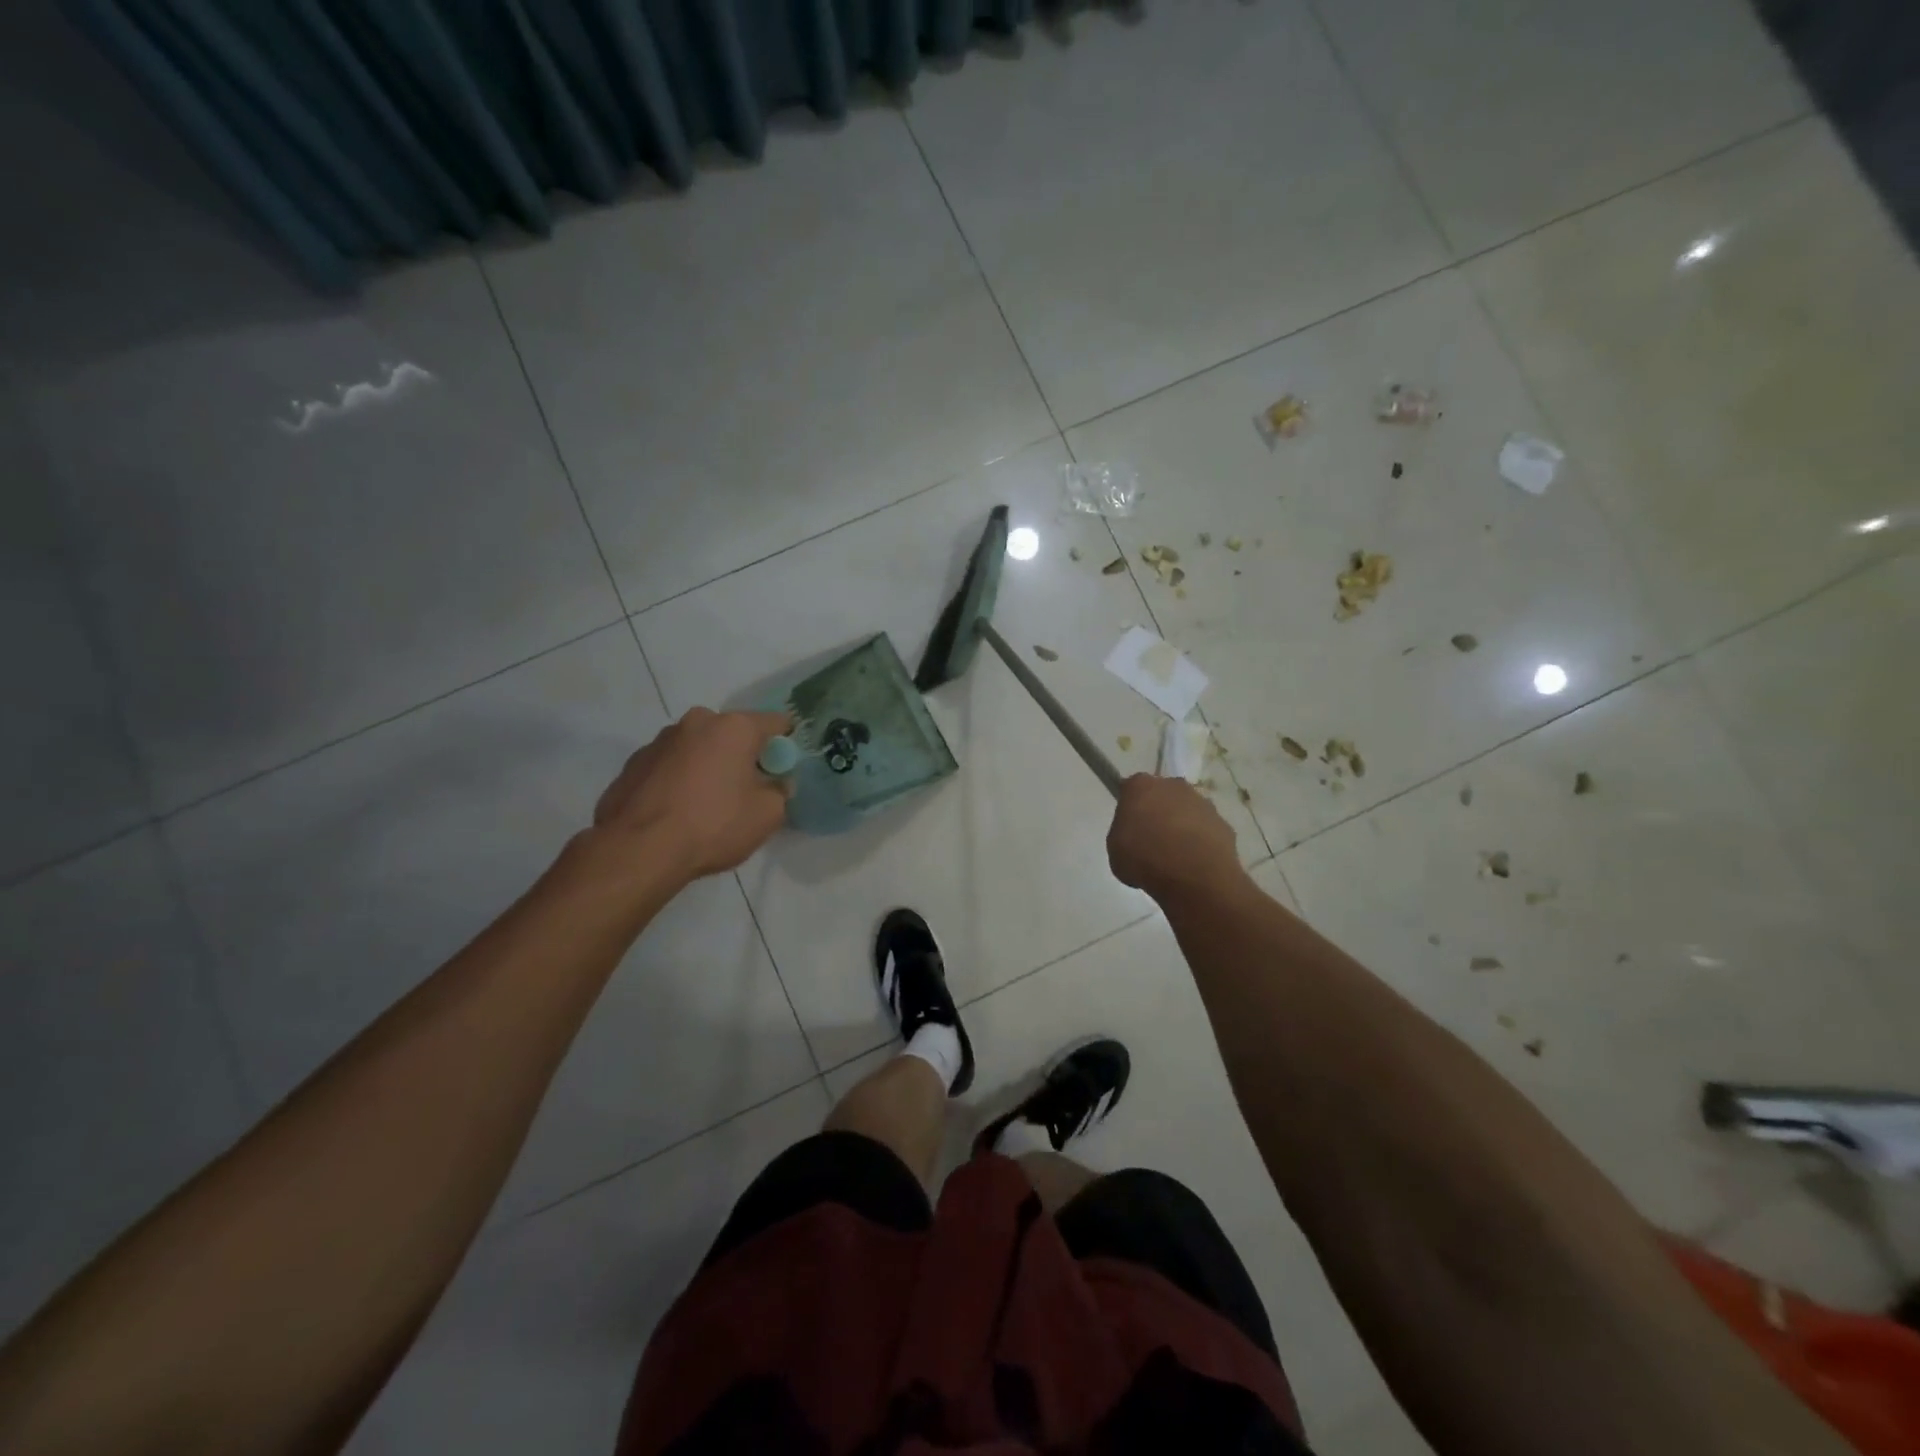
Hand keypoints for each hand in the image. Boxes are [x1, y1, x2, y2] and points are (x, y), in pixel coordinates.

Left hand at [593, 708, 792, 880]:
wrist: (638, 850)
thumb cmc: (713, 824)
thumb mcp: (768, 815)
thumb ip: (780, 791)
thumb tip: (776, 783)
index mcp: (734, 727)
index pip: (775, 722)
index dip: (785, 744)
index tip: (783, 768)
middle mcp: (696, 722)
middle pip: (732, 733)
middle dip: (742, 755)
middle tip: (745, 789)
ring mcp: (659, 741)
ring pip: (697, 748)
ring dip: (707, 766)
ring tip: (706, 804)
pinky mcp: (633, 763)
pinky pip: (669, 766)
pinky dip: (678, 780)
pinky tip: (677, 812)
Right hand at [1107, 774, 1240, 899]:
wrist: (1193, 876)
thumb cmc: (1144, 858)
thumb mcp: (1115, 850)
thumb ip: (1123, 835)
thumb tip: (1135, 838)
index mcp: (1141, 786)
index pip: (1131, 789)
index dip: (1130, 808)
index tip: (1128, 828)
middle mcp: (1173, 785)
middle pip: (1162, 795)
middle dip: (1158, 812)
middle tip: (1151, 841)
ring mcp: (1202, 803)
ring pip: (1187, 811)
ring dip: (1181, 827)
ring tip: (1176, 857)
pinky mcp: (1223, 823)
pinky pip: (1206, 831)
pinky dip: (1201, 843)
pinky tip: (1194, 864)